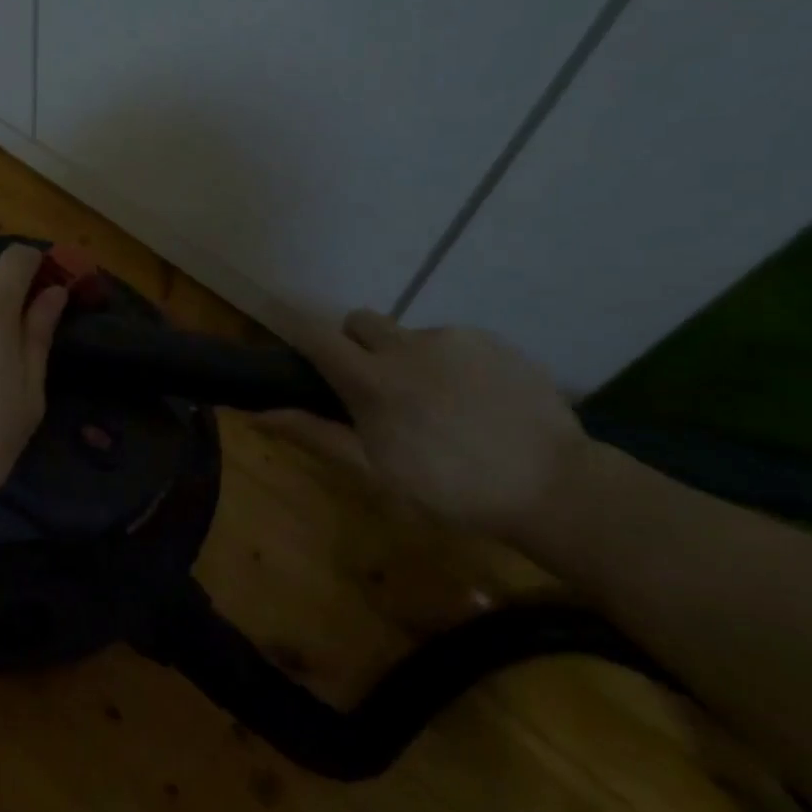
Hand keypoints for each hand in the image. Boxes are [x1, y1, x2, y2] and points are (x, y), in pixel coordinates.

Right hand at [268, 308, 586, 541]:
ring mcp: (452, 339)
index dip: (304, 340)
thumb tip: (258, 412)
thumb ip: (316, 434)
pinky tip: (473, 401)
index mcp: (372, 380)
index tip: (306, 359)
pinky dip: (448, 362)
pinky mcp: (491, 340)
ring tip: (437, 404)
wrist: (552, 487)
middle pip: (359, 321)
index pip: (317, 336)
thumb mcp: (374, 471)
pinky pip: (451, 340)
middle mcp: (406, 346)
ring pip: (408, 333)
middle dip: (356, 345)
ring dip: (406, 358)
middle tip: (377, 388)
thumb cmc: (450, 491)